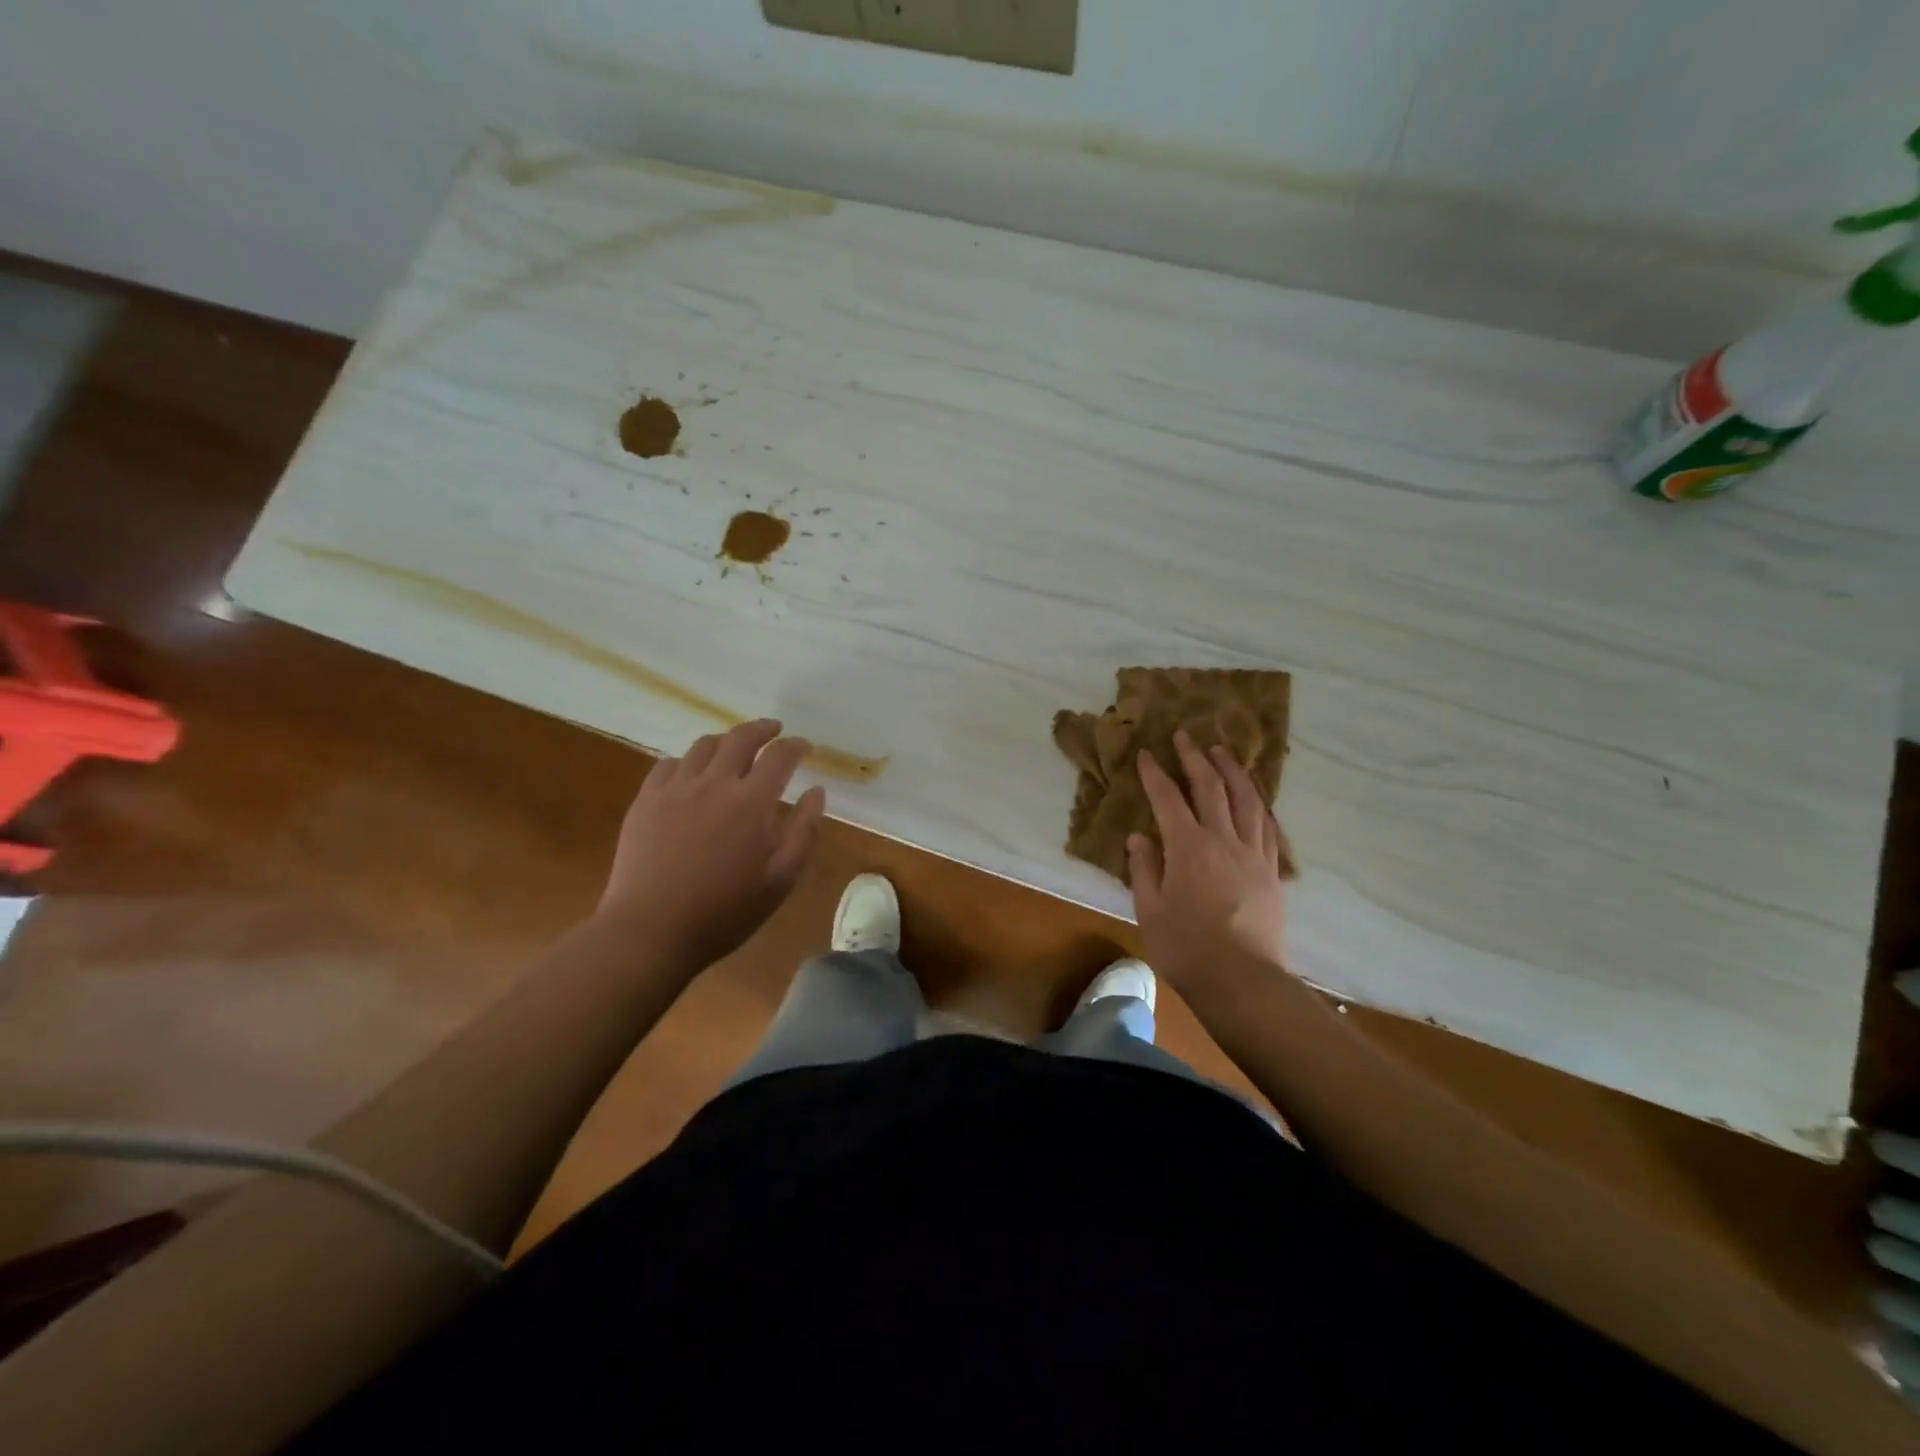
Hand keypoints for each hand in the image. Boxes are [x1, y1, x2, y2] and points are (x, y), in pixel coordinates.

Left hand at [599, 719, 826, 971]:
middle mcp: (714, 783)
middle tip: (774, 730)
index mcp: (752, 802)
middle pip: (740, 738)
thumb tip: (816, 791)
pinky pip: (668, 764)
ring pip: (703, 746)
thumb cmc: (725, 910)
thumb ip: (804, 830)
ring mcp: (675, 789)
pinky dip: (688, 760)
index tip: (804, 746)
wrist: (651, 930)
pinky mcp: (645, 801)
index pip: (780, 756)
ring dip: (726, 740)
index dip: (795, 746)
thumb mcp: (781, 879)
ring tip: (734, 748)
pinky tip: (692, 772)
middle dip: (762, 729)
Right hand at [1128, 730, 1290, 995]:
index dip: (1154, 774)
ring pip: (1246, 800)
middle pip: (1210, 788)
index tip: (1146, 753)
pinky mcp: (1271, 871)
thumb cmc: (1187, 949)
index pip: (1167, 799)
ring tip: (1223, 752)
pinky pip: (1267, 826)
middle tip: (1185, 737)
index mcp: (1188, 848)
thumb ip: (1144, 869)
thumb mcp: (1150, 911)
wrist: (1244, 981)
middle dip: (1195, 758)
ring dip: (1233, 771)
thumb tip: (1139, 837)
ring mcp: (1253, 854)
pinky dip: (1259, 803)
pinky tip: (1255, 796)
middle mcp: (1223, 840)